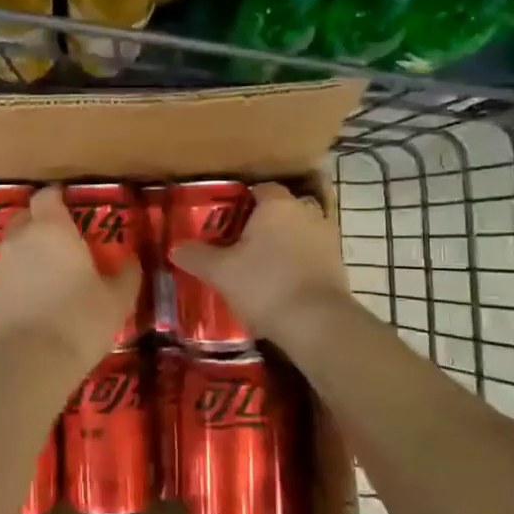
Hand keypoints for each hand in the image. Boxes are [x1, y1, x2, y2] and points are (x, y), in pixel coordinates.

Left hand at [0, 185, 140, 369]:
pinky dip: (18, 279)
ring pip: (14, 247)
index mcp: (52, 229)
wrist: (25, 361)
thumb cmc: (79, 321)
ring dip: (28, 253)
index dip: (56, 198)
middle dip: (40, 222)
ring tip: (50, 273)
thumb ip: (126, 276)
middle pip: (26, 218)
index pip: (47, 196)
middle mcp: (21, 239)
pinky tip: (34, 299)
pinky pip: (6, 274)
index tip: (68, 204)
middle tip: (61, 240)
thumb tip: (133, 260)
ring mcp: (0, 266)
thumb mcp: (116, 301)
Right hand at [168, 181, 350, 341]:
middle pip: (279, 212)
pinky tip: (277, 287)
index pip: (259, 190)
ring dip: (280, 247)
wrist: (317, 324)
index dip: (240, 203)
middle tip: (236, 245)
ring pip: (296, 235)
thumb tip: (176, 248)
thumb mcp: (220, 271)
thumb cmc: (265, 284)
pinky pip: (309, 257)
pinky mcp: (338, 266)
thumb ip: (196, 256)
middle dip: (260, 225)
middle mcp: (306, 213)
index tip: (223, 221)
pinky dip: (295, 266)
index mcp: (277, 205)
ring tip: (255, 269)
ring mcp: (327, 239)